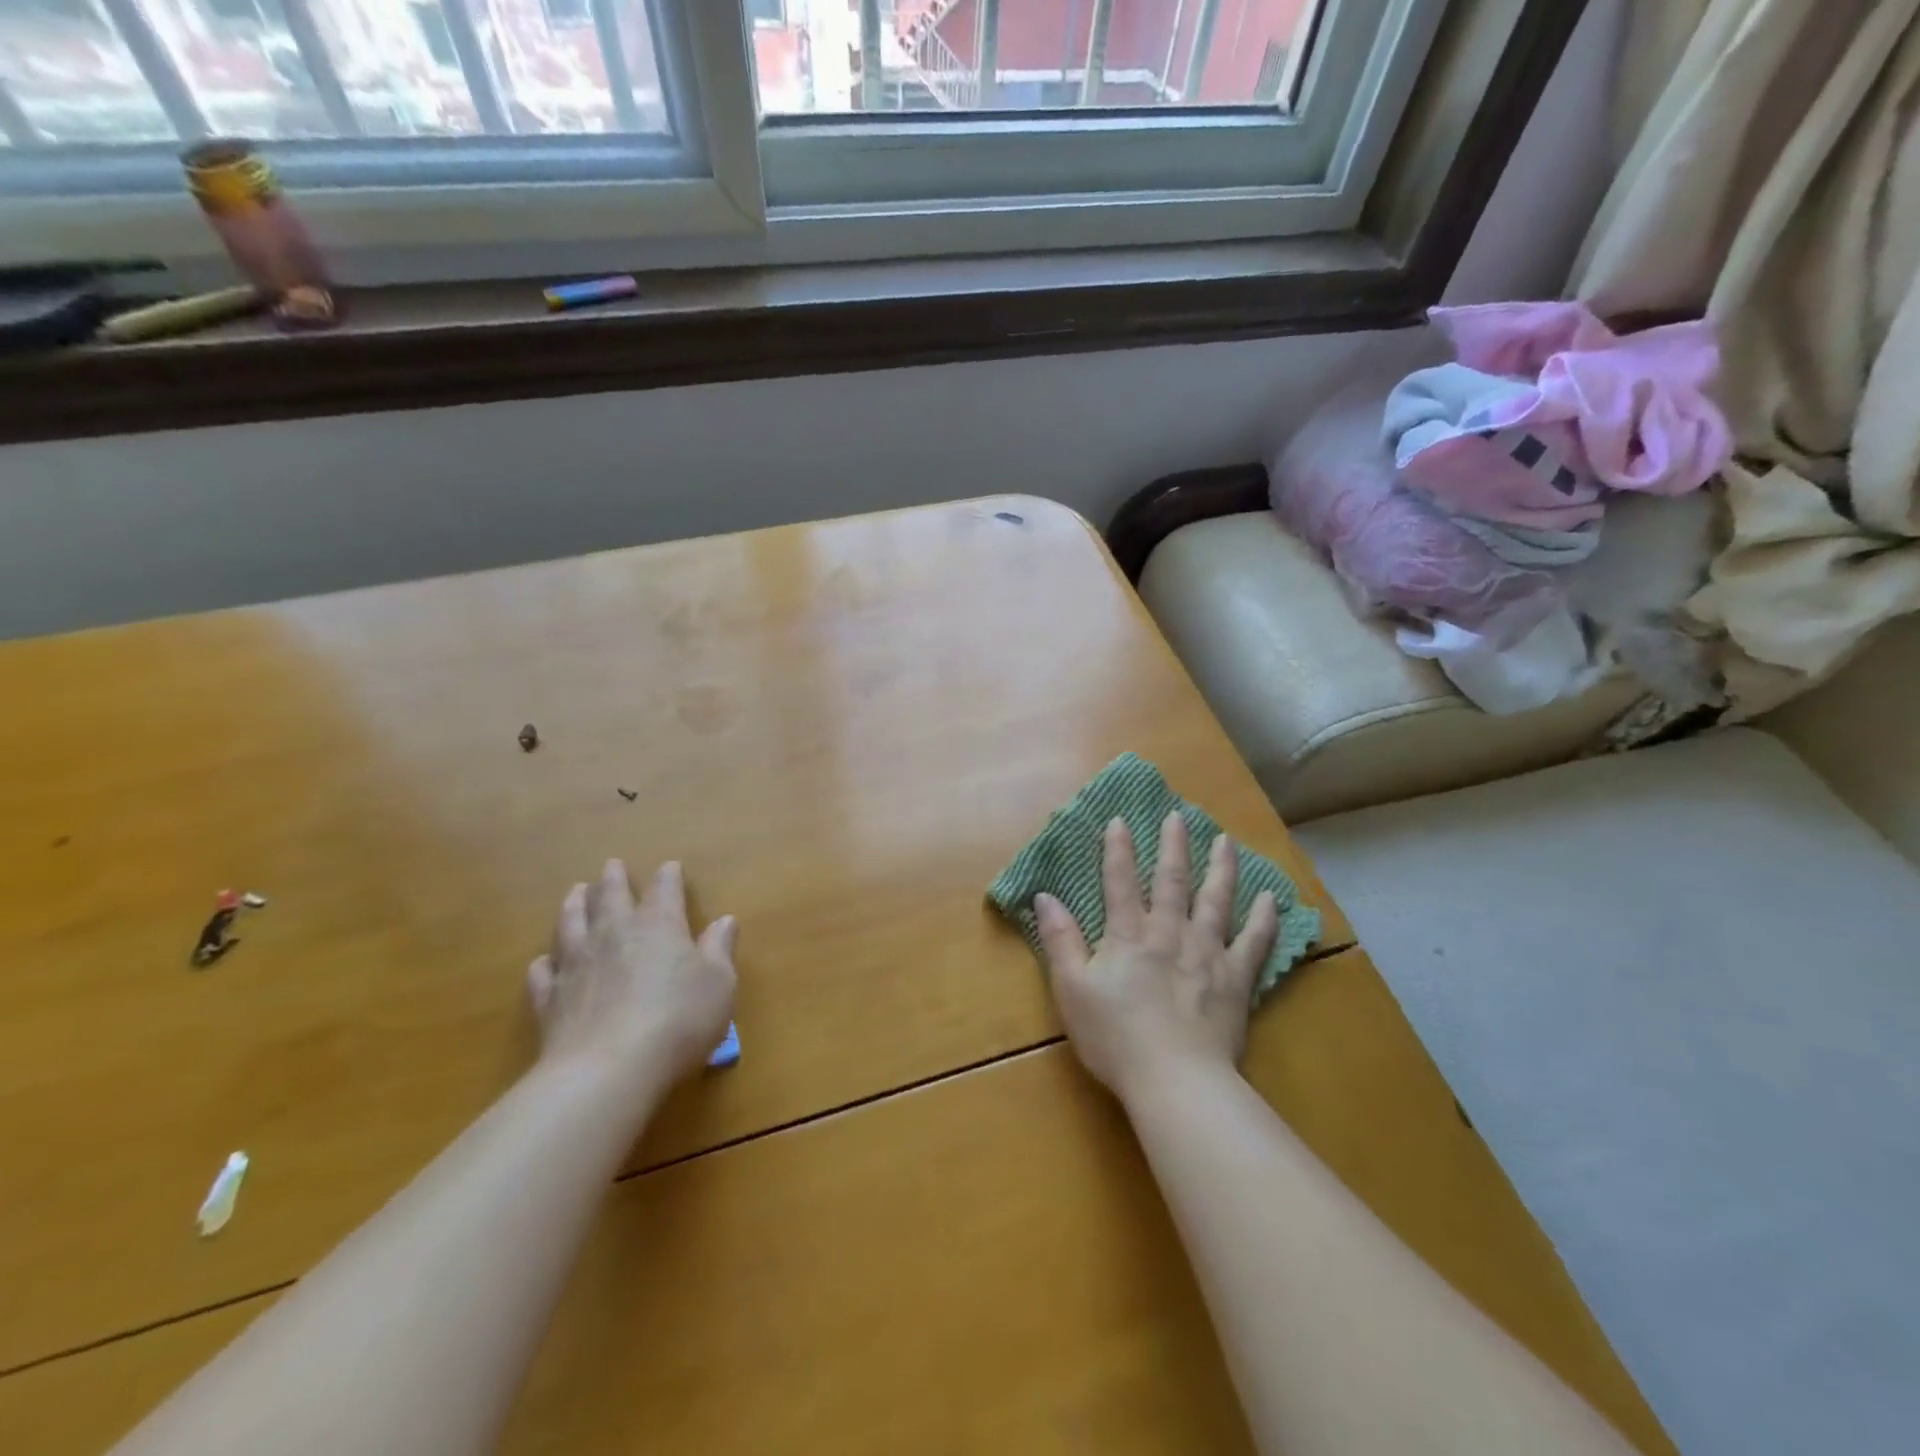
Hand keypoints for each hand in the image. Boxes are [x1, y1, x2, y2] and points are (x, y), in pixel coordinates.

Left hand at [527, 859, 737, 1091]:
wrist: (608, 1070)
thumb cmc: (679, 1020)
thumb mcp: (719, 984)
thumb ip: (720, 949)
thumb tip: (725, 920)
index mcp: (659, 925)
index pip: (664, 889)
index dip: (668, 876)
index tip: (670, 867)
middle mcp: (615, 934)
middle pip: (610, 896)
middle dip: (613, 879)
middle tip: (611, 865)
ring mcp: (577, 964)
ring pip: (571, 923)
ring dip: (574, 905)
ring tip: (575, 892)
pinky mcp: (550, 999)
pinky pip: (544, 972)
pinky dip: (545, 963)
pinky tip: (545, 961)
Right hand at [1035, 813, 1277, 1103]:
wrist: (1175, 1081)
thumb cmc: (1115, 1038)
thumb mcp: (1072, 989)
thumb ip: (1060, 940)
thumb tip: (1045, 897)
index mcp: (1128, 935)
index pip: (1120, 882)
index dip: (1118, 849)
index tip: (1120, 819)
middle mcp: (1170, 933)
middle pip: (1172, 881)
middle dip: (1173, 846)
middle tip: (1178, 816)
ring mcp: (1207, 954)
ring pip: (1216, 900)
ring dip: (1221, 868)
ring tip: (1226, 841)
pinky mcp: (1236, 980)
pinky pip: (1254, 942)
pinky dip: (1264, 918)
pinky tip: (1271, 898)